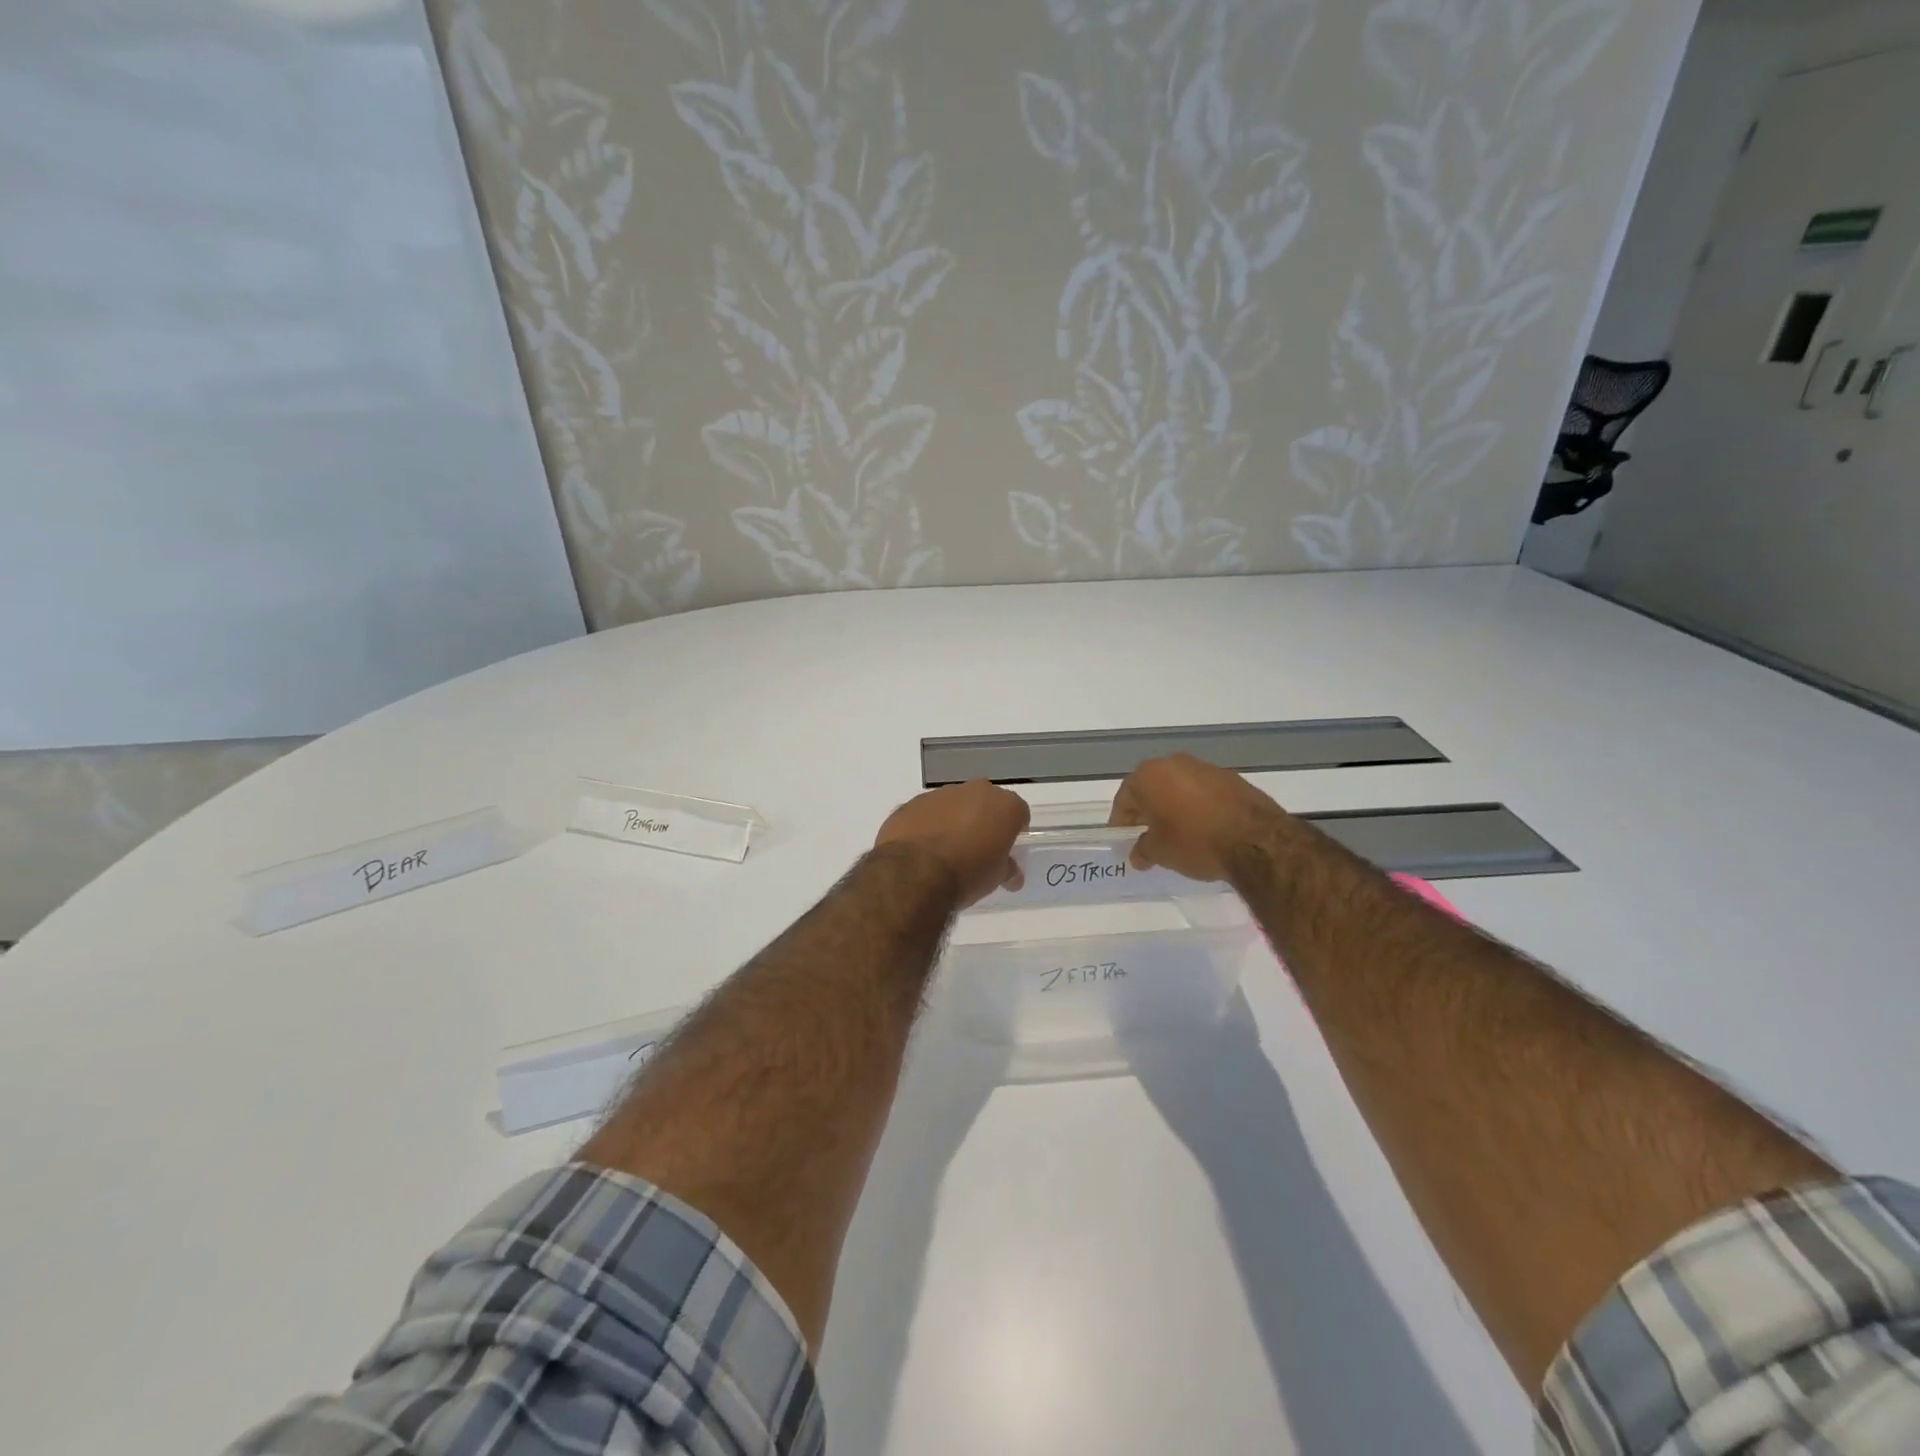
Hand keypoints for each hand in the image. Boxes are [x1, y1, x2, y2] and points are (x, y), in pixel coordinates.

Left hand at [875, 780, 1030, 908]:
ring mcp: (940, 794)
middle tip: (977, 847)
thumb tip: (1011, 874)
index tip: (1007, 847)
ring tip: (945, 850)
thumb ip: (1006, 869)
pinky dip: (927, 825)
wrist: (914, 873)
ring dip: (953, 820)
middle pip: (985, 802)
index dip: (1014, 829)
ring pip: (954, 804)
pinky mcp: (912, 803)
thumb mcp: (995, 878)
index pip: (1018, 812)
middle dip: (983, 820)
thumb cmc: (966, 874)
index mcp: (1003, 806)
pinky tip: (921, 849)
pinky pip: (926, 813)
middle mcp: (975, 791)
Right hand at [1109, 753, 1290, 881]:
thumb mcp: (1161, 853)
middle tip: (1147, 836)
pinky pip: (1202, 791)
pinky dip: (1197, 806)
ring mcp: (1205, 767)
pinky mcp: (1231, 777)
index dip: (1121, 822)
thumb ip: (1143, 849)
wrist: (1256, 840)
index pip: (1125, 798)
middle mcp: (1174, 763)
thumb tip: (1138, 853)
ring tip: (1177, 834)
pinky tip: (1203, 828)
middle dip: (1147, 811)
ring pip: (1178, 787)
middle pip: (1151, 788)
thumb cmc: (1195, 842)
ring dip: (1173, 807)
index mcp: (1149, 776)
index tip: (1122, 839)